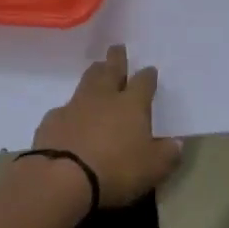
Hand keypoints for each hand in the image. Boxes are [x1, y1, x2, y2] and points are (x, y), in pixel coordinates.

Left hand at [32, 44, 182, 206]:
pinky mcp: (51, 121)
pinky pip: (64, 109)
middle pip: (111, 70)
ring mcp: (74, 106)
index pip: (144, 82)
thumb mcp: (153, 168)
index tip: (150, 71)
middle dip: (116, 59)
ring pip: (86, 82)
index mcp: (132, 104)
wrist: (61, 179)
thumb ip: (167, 154)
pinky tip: (70, 117)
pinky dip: (70, 109)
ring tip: (96, 69)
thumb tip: (176, 143)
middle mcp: (104, 98)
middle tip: (117, 48)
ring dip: (94, 74)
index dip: (148, 76)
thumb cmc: (115, 170)